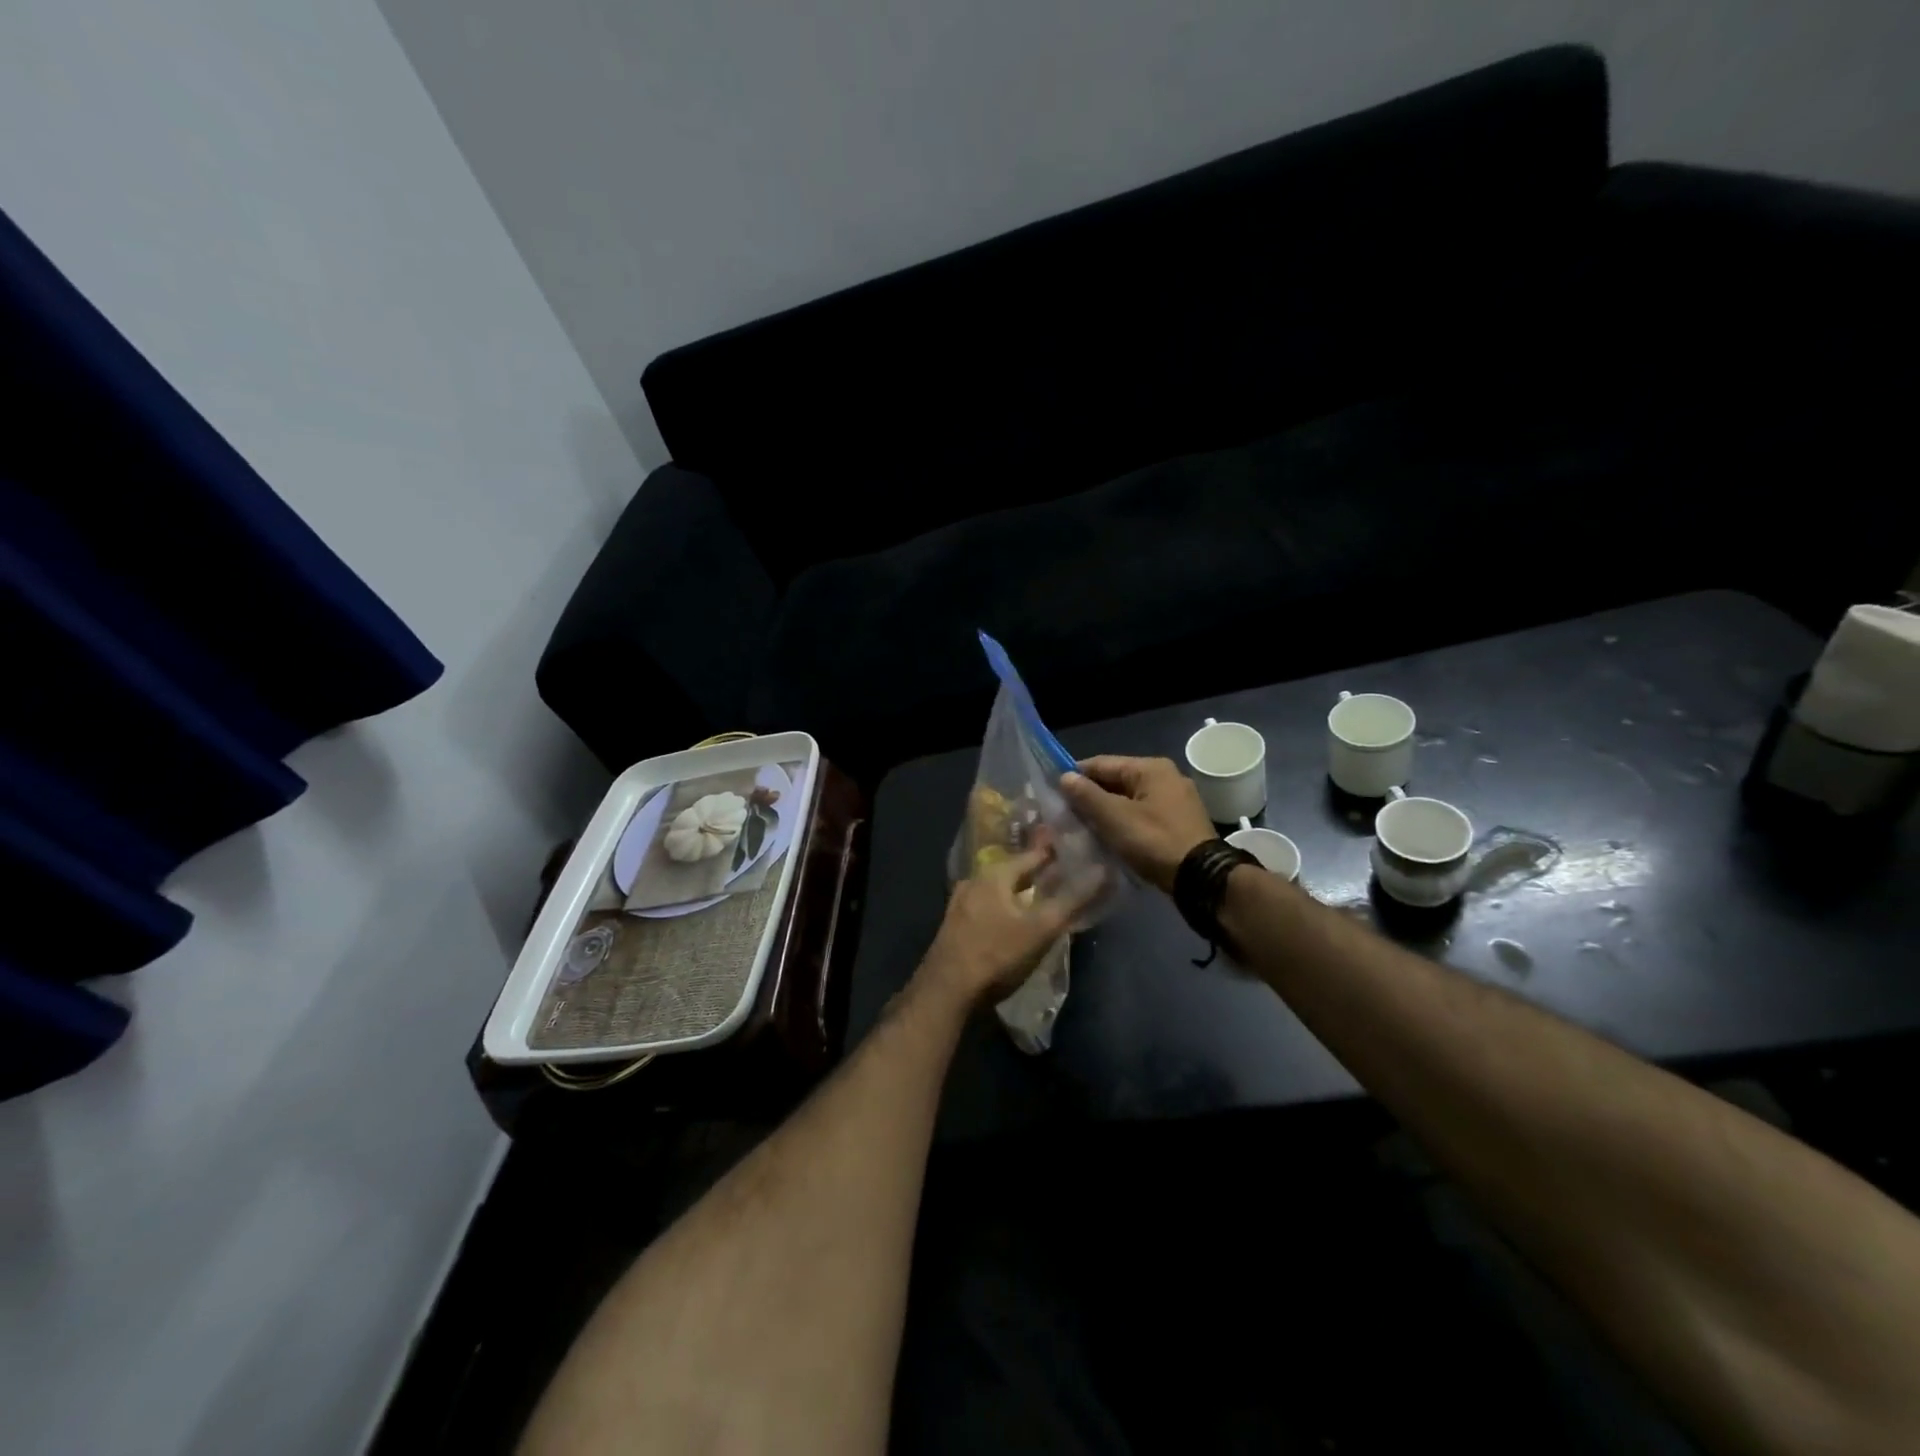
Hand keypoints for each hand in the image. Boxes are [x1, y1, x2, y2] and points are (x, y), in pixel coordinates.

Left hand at [916, 846, 1097, 1008]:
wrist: (947, 990)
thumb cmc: (998, 954)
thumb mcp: (1041, 928)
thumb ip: (1072, 900)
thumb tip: (1104, 870)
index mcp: (994, 874)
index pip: (1032, 855)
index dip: (1054, 854)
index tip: (1074, 851)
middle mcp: (974, 881)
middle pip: (1012, 871)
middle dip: (1035, 873)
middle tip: (1060, 875)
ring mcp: (960, 903)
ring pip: (997, 889)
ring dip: (1017, 891)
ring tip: (1038, 897)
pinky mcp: (954, 926)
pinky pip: (986, 907)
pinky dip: (1003, 907)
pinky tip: (1011, 920)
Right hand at [1058, 755, 1214, 892]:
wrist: (1201, 878)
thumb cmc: (1154, 841)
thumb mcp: (1115, 817)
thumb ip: (1087, 795)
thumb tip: (1064, 776)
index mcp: (1150, 768)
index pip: (1101, 763)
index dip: (1075, 776)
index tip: (1053, 792)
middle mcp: (1166, 777)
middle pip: (1116, 780)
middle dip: (1091, 796)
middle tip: (1065, 814)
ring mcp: (1176, 800)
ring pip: (1129, 799)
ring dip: (1106, 811)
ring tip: (1082, 828)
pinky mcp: (1179, 822)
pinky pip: (1142, 814)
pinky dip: (1124, 822)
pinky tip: (1109, 837)